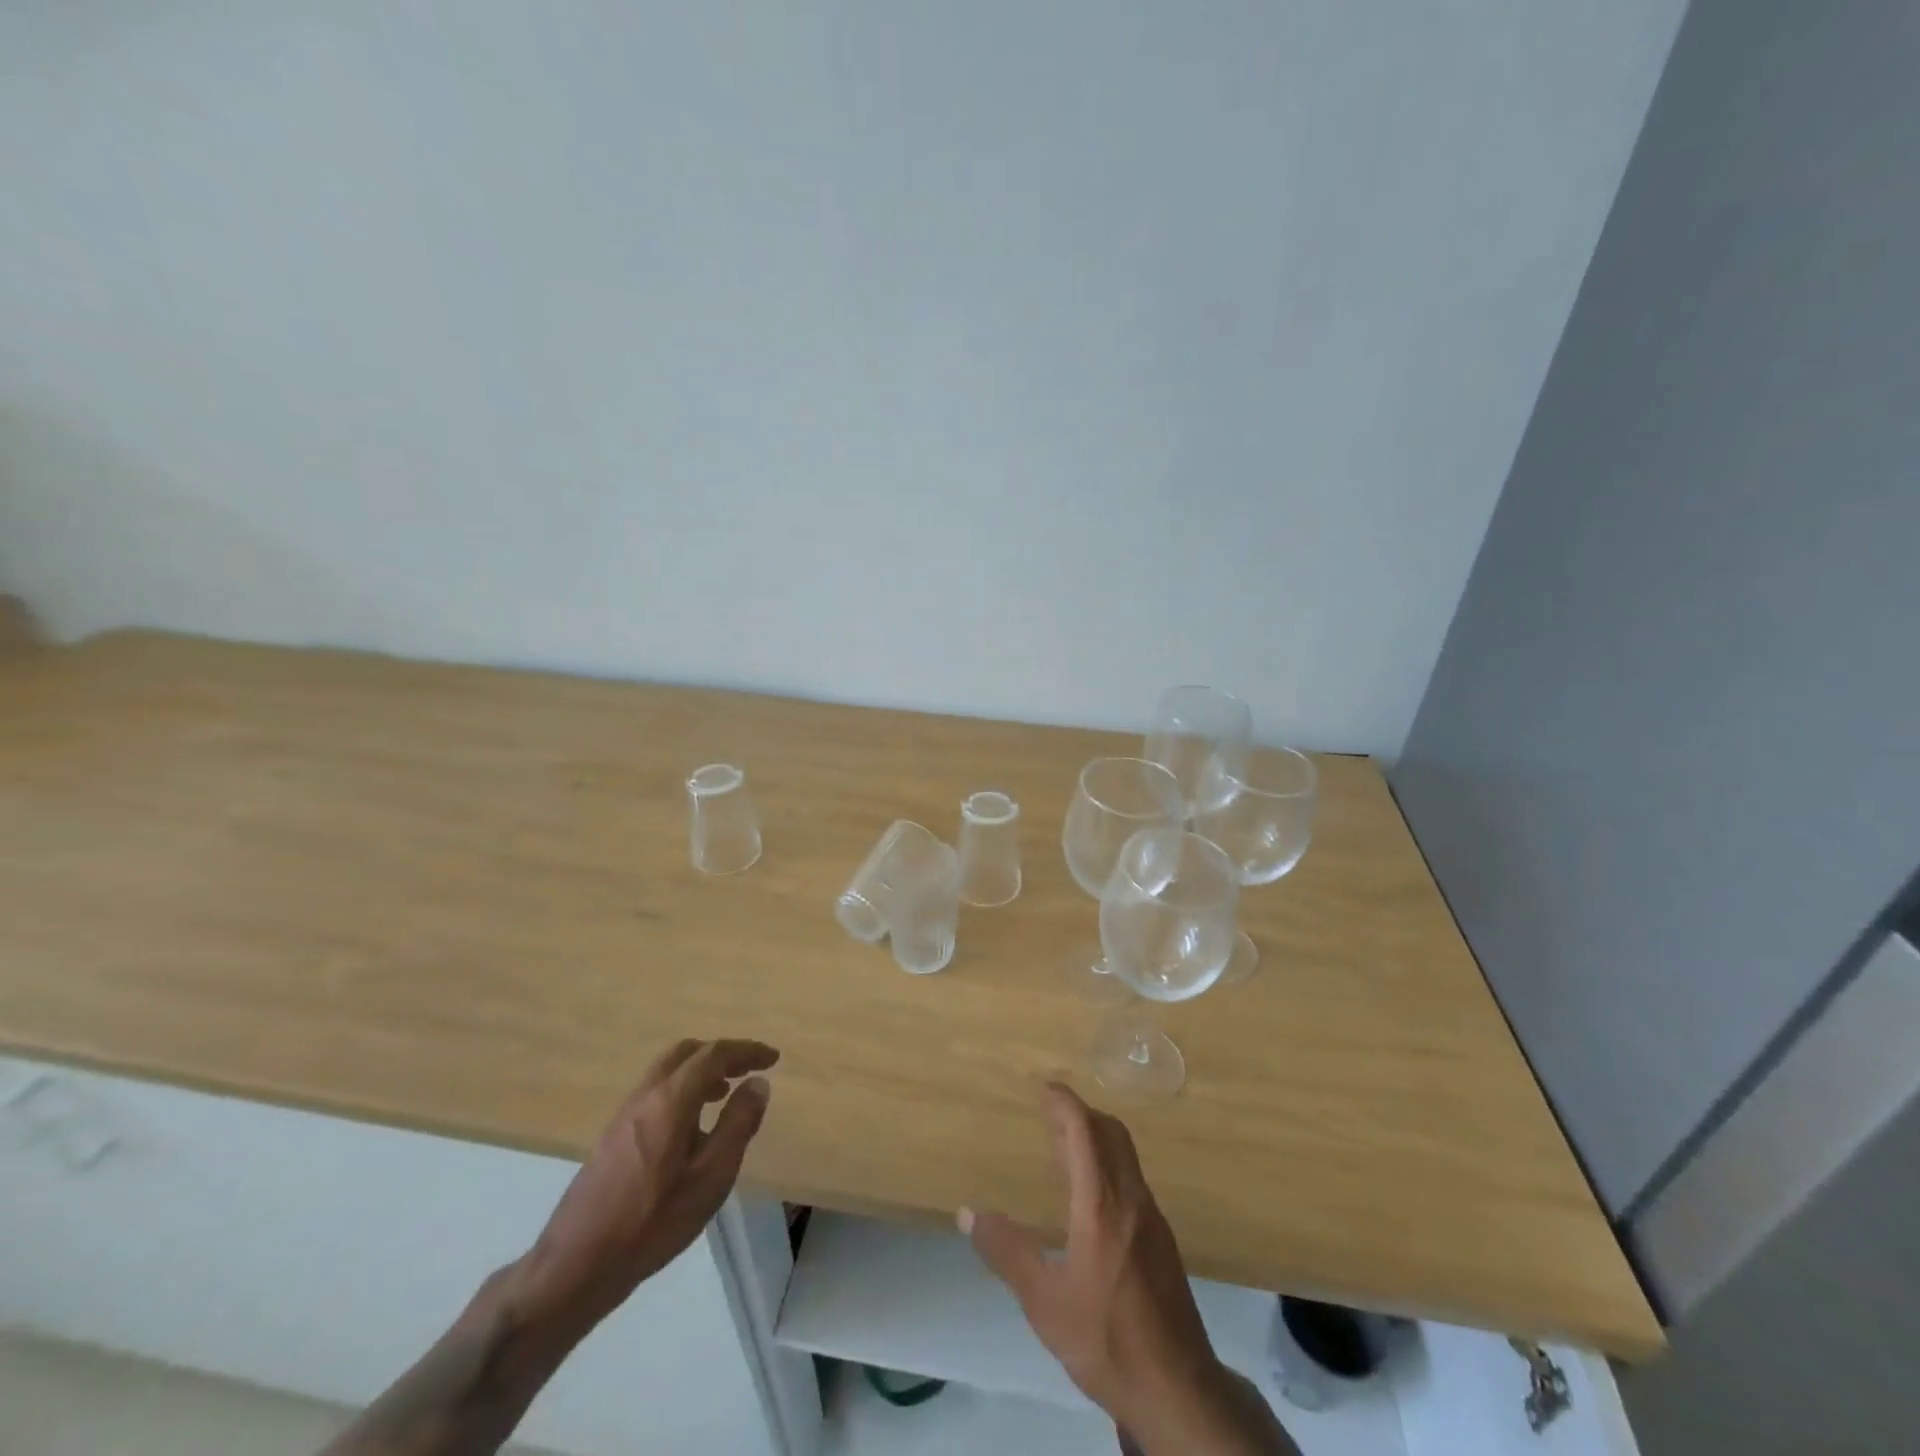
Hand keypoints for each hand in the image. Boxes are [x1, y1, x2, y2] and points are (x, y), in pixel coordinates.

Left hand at [511, 1038, 778, 1334]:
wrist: (576, 1265)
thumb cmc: (652, 1221)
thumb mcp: (711, 1177)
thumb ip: (738, 1124)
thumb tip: (757, 1083)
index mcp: (670, 1099)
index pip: (714, 1054)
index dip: (747, 1051)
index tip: (772, 1058)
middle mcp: (645, 1096)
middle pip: (686, 1053)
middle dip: (720, 1054)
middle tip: (746, 1070)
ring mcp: (624, 1115)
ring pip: (668, 1072)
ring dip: (700, 1072)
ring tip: (724, 1095)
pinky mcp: (613, 1137)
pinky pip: (655, 1094)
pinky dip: (681, 1091)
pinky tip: (691, 1128)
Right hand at [962, 1084, 1296, 1454]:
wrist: (1179, 1390)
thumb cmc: (1106, 1339)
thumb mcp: (1044, 1302)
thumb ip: (1007, 1252)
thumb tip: (968, 1212)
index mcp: (1102, 1204)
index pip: (1085, 1131)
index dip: (1065, 1103)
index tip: (1045, 1086)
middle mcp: (1131, 1199)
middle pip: (1111, 1133)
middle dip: (1082, 1113)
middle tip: (1051, 1111)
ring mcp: (1152, 1218)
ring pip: (1125, 1156)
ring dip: (1097, 1137)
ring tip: (1065, 1146)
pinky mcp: (1162, 1240)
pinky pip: (1132, 1180)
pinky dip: (1108, 1164)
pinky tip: (1091, 1196)